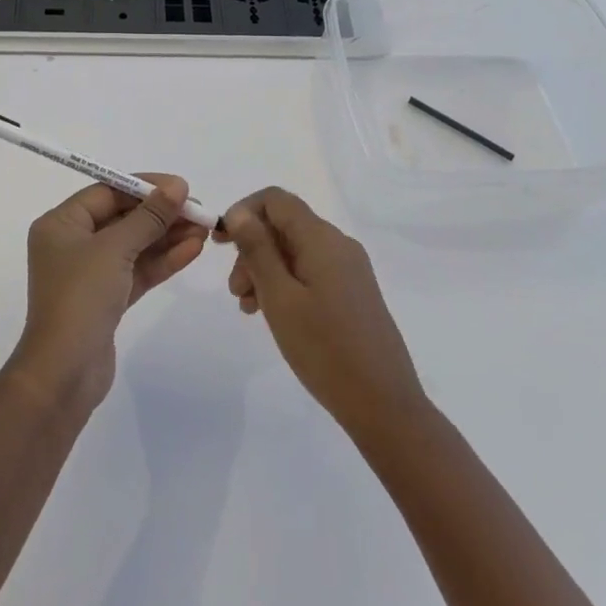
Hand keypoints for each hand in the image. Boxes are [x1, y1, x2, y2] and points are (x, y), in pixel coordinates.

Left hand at [7, 175, 206, 412]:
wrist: (64, 374)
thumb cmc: (81, 298)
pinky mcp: (107, 299)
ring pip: (134, 245)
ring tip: (204, 228)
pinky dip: (162, 260)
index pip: (107, 192)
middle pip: (123, 217)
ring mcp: (90, 273)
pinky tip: (193, 250)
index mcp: (61, 224)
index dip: (145, 186)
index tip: (181, 187)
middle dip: (161, 213)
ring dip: (167, 236)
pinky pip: (137, 270)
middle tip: (199, 210)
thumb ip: (149, 216)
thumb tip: (178, 187)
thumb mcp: (115, 249)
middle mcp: (73, 244)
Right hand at [218, 188, 425, 439]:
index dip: (243, 212)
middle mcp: (339, 244)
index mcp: (322, 238)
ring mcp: (350, 269)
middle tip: (235, 290)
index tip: (220, 244)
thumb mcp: (279, 297)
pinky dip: (286, 283)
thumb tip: (239, 211)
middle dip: (252, 248)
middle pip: (284, 226)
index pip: (276, 200)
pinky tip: (273, 313)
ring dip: (266, 269)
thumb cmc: (324, 349)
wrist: (384, 405)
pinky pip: (311, 271)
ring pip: (296, 251)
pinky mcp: (354, 292)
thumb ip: (258, 249)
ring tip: (248, 308)